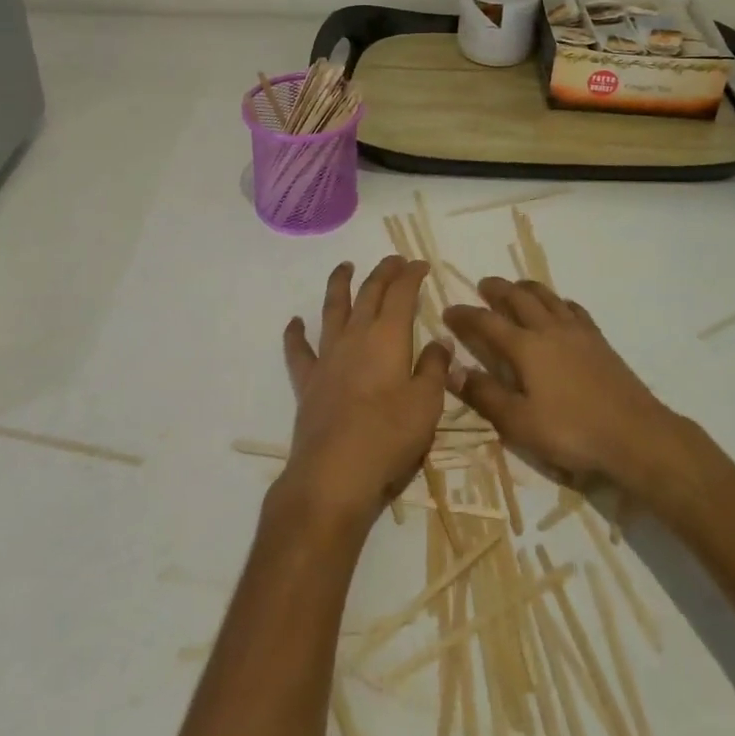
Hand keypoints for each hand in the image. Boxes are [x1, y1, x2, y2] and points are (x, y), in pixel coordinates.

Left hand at [281, 257, 451, 532]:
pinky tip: (294, 323)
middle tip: (394, 261)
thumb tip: (440, 341)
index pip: (402, 293)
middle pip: (369, 293)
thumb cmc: (389, 437)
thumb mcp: (427, 404)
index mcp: (389, 337)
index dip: (411, 275)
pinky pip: (298, 351)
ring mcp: (328, 357)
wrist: (334, 474)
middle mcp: (356, 336)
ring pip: (333, 309)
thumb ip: (434, 368)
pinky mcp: (308, 381)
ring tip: (344, 267)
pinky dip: (295, 334)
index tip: (420, 264)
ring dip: (339, 285)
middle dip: (383, 272)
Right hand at [443, 279, 690, 493]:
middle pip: (518, 298)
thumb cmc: (571, 432)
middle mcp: (549, 329)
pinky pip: (573, 308)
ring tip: (516, 287)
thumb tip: (452, 369)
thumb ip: (485, 395)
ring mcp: (577, 331)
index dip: (465, 315)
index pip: (487, 322)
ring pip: (547, 297)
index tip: (448, 311)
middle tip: (484, 285)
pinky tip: (559, 308)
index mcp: (525, 347)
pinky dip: (558, 302)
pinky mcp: (598, 339)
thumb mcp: (519, 423)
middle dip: (497, 289)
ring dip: (527, 288)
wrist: (634, 433)